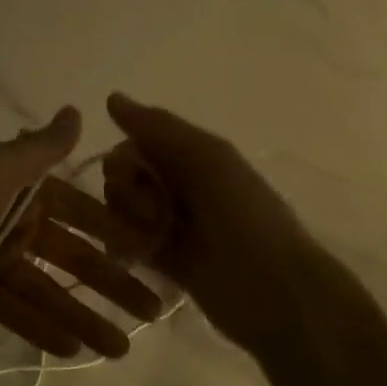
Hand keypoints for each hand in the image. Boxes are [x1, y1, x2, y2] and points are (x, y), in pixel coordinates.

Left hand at [0, 107, 163, 358]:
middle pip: (70, 256)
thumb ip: (39, 149)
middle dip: (110, 282)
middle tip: (152, 311)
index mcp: (18, 189)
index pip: (79, 211)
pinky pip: (13, 310)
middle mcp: (10, 222)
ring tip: (120, 350)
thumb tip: (77, 111)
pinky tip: (74, 350)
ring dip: (82, 316)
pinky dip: (41, 329)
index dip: (115, 231)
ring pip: (46, 290)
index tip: (154, 251)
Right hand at [101, 93, 372, 355]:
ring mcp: (171, 224)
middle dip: (125, 192)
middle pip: (123, 178)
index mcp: (192, 156)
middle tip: (150, 212)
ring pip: (122, 211)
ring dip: (124, 222)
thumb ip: (158, 128)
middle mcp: (179, 186)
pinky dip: (124, 246)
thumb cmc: (244, 215)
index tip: (134, 175)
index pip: (134, 145)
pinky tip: (130, 256)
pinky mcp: (166, 262)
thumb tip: (112, 97)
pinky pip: (128, 244)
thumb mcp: (206, 158)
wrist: (274, 288)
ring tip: (147, 241)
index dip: (125, 159)